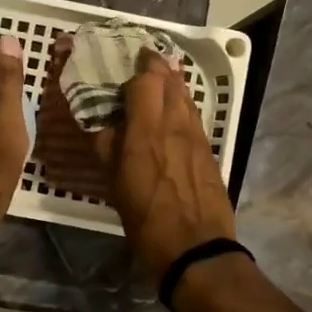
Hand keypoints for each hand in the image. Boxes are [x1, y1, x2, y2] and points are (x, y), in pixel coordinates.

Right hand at [92, 49, 236, 283]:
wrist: (197, 250)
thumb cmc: (147, 221)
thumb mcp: (116, 186)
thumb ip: (108, 148)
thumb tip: (102, 125)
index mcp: (147, 131)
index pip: (146, 80)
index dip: (137, 67)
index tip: (126, 61)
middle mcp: (175, 125)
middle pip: (170, 80)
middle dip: (156, 67)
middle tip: (142, 63)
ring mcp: (197, 137)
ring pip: (186, 96)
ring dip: (172, 83)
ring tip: (159, 81)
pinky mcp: (209, 151)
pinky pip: (194, 116)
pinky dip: (183, 106)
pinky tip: (174, 114)